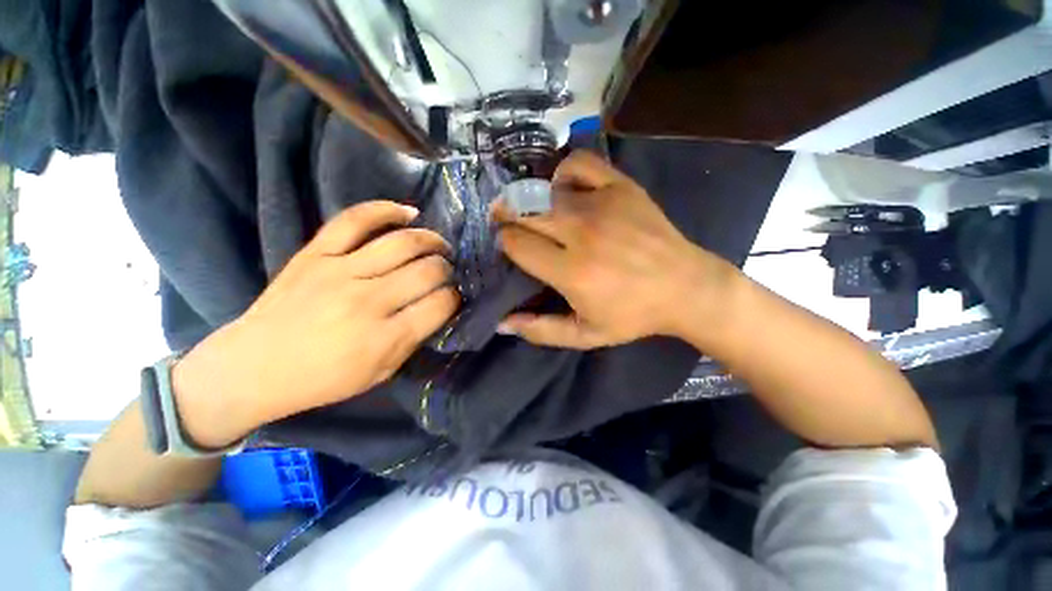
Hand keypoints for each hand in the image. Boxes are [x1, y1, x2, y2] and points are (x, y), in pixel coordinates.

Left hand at [173, 201, 459, 447]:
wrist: (253, 368)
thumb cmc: (324, 379)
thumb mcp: (381, 372)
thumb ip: (415, 337)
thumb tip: (440, 305)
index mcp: (384, 338)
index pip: (441, 304)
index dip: (456, 297)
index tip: (455, 296)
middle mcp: (367, 300)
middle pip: (428, 270)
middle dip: (448, 269)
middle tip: (448, 272)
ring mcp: (339, 271)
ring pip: (403, 242)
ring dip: (431, 240)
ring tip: (439, 245)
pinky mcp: (315, 253)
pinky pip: (355, 219)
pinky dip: (386, 210)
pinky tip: (407, 213)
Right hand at [493, 151, 737, 349]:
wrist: (686, 288)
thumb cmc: (633, 315)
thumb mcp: (585, 335)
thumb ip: (541, 330)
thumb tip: (502, 322)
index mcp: (571, 271)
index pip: (516, 243)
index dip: (506, 242)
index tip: (510, 246)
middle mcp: (581, 233)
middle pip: (525, 212)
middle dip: (508, 216)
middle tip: (509, 222)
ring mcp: (602, 205)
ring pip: (546, 190)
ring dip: (531, 199)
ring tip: (533, 209)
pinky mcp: (621, 187)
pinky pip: (579, 164)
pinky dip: (564, 173)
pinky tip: (565, 189)